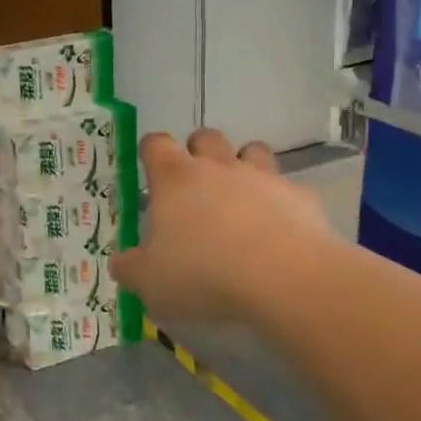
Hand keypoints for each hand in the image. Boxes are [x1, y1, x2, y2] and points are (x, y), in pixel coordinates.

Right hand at [110, 129, 339, 326]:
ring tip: (240, 195)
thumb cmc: (203, 274)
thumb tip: (120, 263)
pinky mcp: (300, 197)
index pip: (156, 144)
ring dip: (243, 164)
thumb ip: (132, 269)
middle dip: (198, 150)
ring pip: (252, 150)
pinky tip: (279, 227)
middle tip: (195, 183)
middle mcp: (217, 167)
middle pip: (205, 137)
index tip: (150, 167)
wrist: (283, 279)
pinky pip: (287, 188)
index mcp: (174, 179)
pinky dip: (280, 201)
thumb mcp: (151, 283)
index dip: (152, 150)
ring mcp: (262, 178)